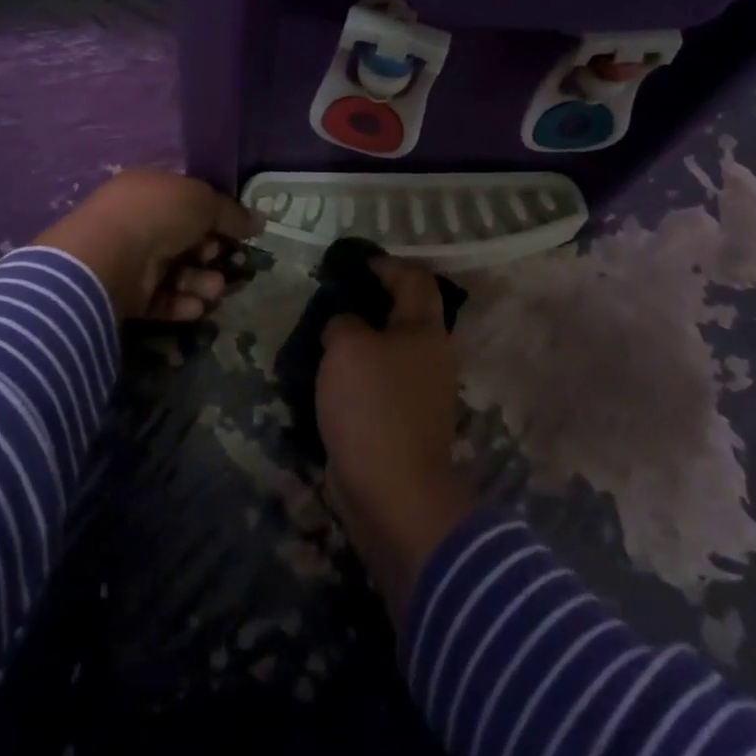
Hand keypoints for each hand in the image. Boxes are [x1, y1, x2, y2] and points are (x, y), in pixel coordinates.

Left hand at [36, 169, 260, 322]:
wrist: (110, 256)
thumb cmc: (158, 214)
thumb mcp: (204, 201)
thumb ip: (232, 213)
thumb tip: (260, 221)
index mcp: (150, 189)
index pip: (187, 201)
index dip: (214, 216)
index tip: (237, 231)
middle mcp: (138, 221)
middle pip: (184, 239)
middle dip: (209, 252)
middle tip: (222, 258)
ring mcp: (130, 258)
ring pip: (175, 271)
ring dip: (200, 281)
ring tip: (214, 289)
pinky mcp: (125, 294)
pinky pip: (160, 298)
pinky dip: (180, 303)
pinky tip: (196, 307)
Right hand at [317, 258, 476, 620]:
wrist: (394, 493)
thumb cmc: (373, 406)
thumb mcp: (346, 347)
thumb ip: (343, 322)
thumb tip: (345, 325)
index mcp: (426, 330)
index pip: (415, 280)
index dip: (388, 264)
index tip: (356, 263)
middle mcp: (432, 356)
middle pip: (405, 315)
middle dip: (371, 303)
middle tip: (333, 299)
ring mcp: (422, 393)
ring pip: (391, 351)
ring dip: (362, 341)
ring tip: (324, 337)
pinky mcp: (406, 423)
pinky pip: (381, 384)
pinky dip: (359, 374)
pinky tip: (330, 377)